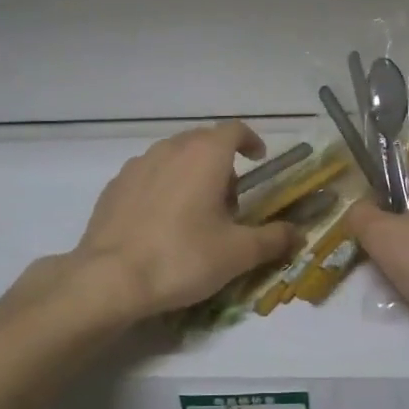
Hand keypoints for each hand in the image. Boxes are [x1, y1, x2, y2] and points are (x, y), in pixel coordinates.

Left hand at [68, 122, 302, 319]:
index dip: (250, 141)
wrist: (110, 278)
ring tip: (195, 214)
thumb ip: (273, 239)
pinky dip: (163, 188)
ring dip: (191, 174)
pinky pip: (148, 176)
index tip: (258, 159)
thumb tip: (298, 234)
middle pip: (203, 142)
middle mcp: (170, 149)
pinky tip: (161, 223)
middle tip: (230, 202)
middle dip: (221, 164)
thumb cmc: (183, 257)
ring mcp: (137, 165)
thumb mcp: (238, 253)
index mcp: (205, 155)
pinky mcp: (114, 186)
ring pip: (173, 157)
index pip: (234, 130)